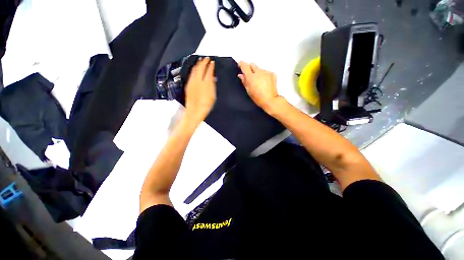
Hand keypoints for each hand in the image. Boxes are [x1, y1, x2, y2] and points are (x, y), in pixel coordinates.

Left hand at [184, 57, 215, 123]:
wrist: (195, 111)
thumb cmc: (206, 105)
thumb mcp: (213, 96)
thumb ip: (213, 85)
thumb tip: (212, 78)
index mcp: (206, 83)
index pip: (209, 70)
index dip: (211, 65)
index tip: (212, 62)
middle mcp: (198, 80)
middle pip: (201, 67)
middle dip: (204, 61)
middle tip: (206, 58)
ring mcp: (192, 82)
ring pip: (194, 69)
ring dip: (198, 64)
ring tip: (201, 61)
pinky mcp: (188, 85)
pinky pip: (191, 74)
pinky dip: (194, 69)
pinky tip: (195, 69)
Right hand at [238, 61, 281, 112]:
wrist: (270, 100)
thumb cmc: (258, 98)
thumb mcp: (248, 91)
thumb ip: (244, 81)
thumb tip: (241, 75)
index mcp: (251, 77)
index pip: (245, 66)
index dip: (241, 64)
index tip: (240, 64)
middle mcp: (259, 72)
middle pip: (252, 65)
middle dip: (250, 68)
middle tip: (249, 75)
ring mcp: (266, 72)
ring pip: (259, 69)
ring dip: (257, 73)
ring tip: (258, 82)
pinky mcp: (272, 74)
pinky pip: (266, 72)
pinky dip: (264, 75)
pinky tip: (264, 83)